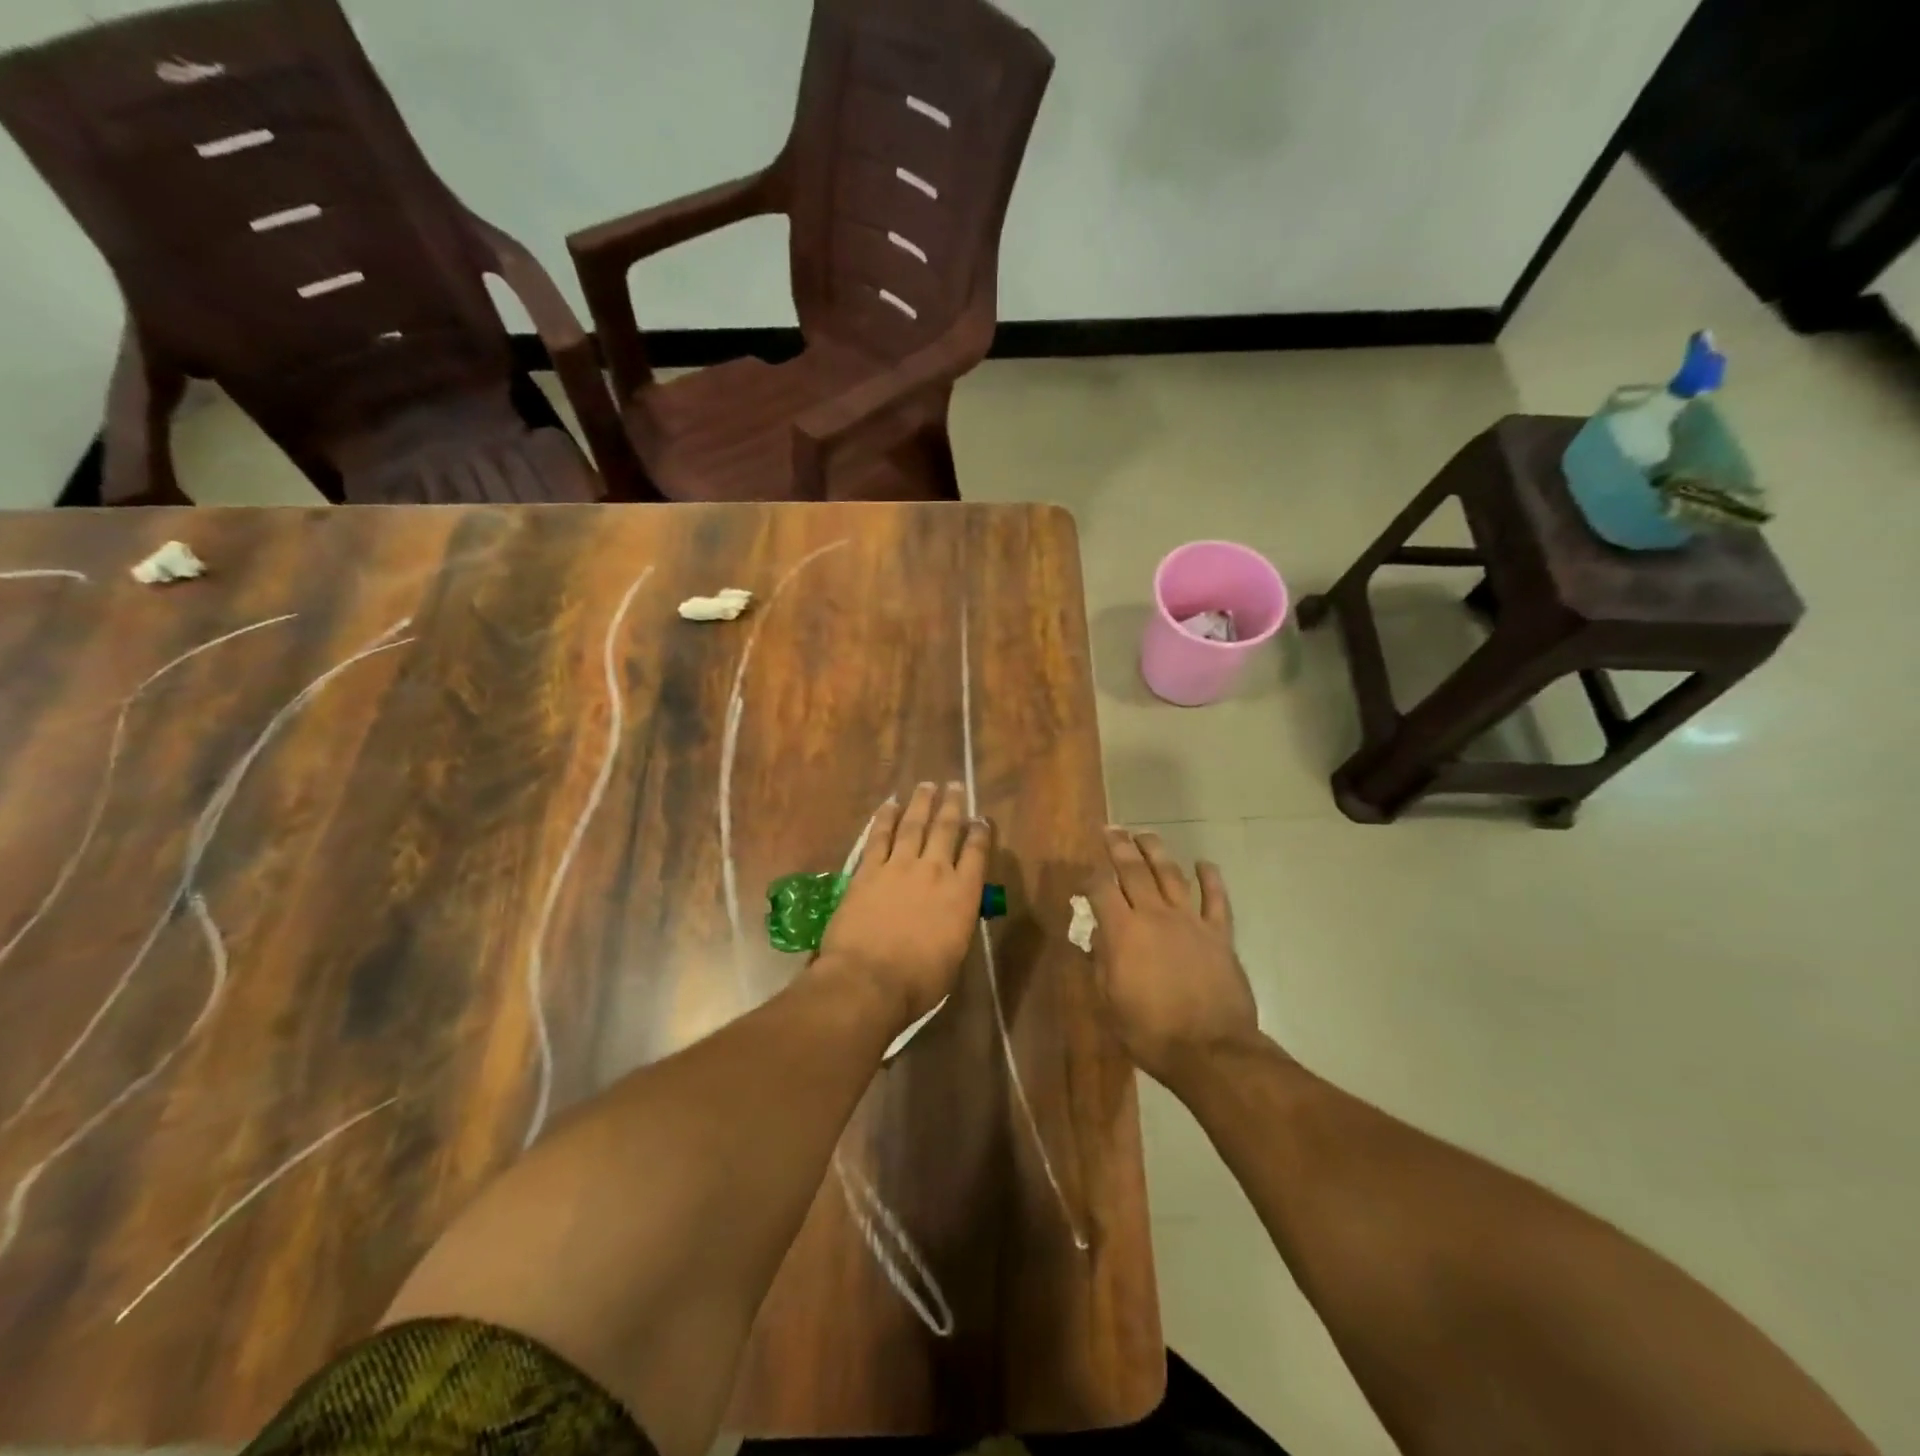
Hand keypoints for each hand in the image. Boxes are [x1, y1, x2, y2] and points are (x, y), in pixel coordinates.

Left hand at [817, 782, 990, 1029]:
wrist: (869, 979)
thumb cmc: (919, 981)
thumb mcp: (954, 956)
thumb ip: (957, 925)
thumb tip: (954, 913)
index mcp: (962, 894)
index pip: (976, 853)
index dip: (980, 832)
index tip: (981, 818)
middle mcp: (934, 871)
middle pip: (945, 829)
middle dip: (952, 805)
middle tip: (954, 786)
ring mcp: (899, 866)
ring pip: (913, 824)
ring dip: (921, 803)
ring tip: (926, 785)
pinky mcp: (868, 870)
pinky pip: (879, 836)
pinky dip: (885, 818)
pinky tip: (890, 805)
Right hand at [1088, 828, 1259, 1090]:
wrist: (1210, 1051)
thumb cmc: (1150, 1032)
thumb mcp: (1109, 1002)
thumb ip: (1100, 962)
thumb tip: (1093, 936)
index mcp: (1122, 931)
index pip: (1101, 889)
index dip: (1090, 878)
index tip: (1084, 877)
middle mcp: (1154, 915)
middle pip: (1134, 870)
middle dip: (1120, 846)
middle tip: (1111, 830)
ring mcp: (1190, 921)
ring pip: (1171, 874)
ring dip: (1156, 851)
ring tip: (1145, 835)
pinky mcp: (1219, 934)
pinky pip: (1216, 898)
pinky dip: (1210, 878)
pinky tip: (1203, 863)